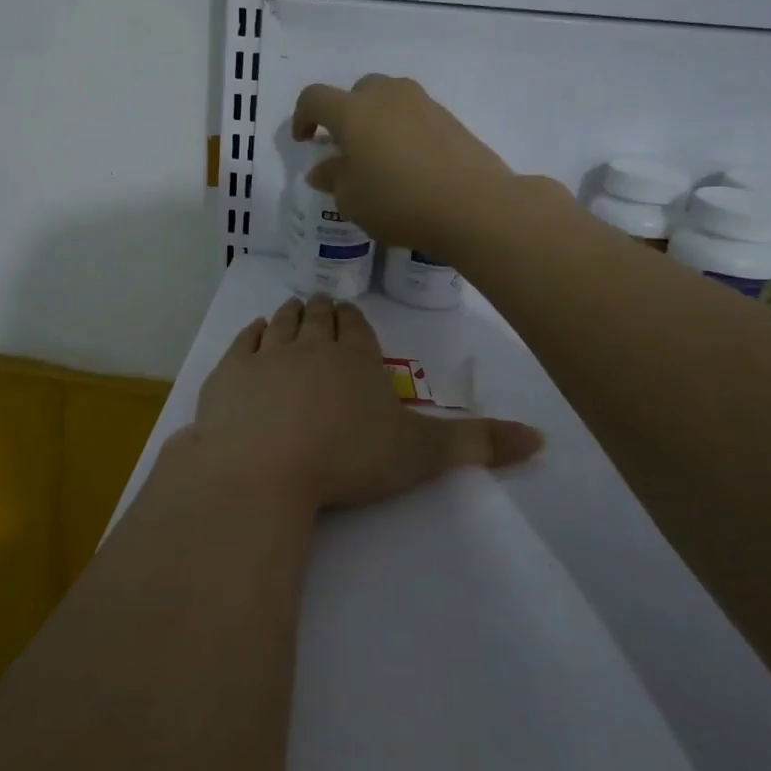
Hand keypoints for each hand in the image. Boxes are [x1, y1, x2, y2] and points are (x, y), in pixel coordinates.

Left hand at [174, 293, 541, 514]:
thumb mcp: (420, 455)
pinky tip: (256, 332)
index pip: (357, 326)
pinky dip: (252, 333)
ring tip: (293, 310)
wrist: (263, 465)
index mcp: (356, 358)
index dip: (354, 320)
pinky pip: (244, 341)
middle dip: (323, 310)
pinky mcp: (229, 372)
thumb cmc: (347, 458)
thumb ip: (476, 444)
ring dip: (289, 315)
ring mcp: (266, 355)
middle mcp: (311, 346)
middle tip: (322, 305)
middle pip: (318, 318)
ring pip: (282, 322)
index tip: (350, 314)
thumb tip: (542, 438)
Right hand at [291, 75, 525, 260]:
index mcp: (353, 111)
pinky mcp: (450, 118)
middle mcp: (386, 96)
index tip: (304, 140)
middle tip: (346, 148)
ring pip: (389, 99)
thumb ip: (333, 179)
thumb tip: (324, 169)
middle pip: (357, 91)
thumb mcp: (352, 200)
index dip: (303, 116)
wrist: (473, 204)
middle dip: (345, 115)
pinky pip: (414, 115)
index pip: (315, 98)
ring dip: (377, 120)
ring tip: (380, 156)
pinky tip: (410, 164)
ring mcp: (422, 103)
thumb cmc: (398, 202)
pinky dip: (404, 131)